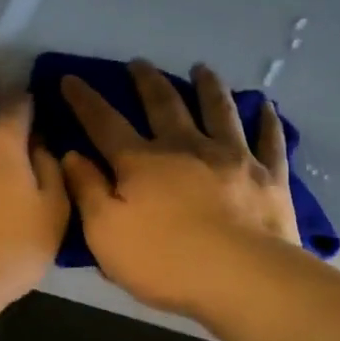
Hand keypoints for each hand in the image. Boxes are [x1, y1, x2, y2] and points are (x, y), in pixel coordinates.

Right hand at [60, 60, 299, 318]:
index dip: (85, 101)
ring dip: (208, 87)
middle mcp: (186, 147)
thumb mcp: (106, 234)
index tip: (70, 78)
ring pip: (219, 111)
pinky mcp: (269, 176)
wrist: (242, 278)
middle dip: (147, 82)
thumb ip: (87, 191)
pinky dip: (267, 121)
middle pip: (164, 104)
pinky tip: (267, 107)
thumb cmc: (166, 262)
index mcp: (142, 162)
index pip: (105, 123)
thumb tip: (71, 156)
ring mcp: (233, 157)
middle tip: (139, 63)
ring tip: (202, 69)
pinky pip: (269, 140)